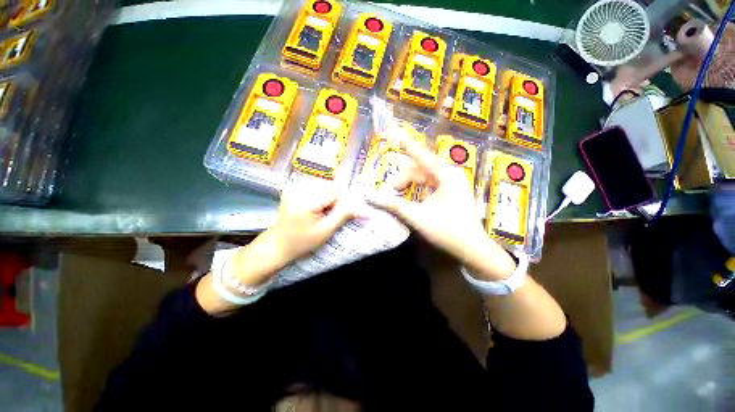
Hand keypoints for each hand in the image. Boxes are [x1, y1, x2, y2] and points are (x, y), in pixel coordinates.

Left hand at [229, 184, 356, 285]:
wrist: (278, 245)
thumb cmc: (302, 241)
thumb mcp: (325, 231)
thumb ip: (343, 215)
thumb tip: (361, 206)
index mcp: (305, 201)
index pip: (333, 193)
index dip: (337, 205)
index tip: (331, 217)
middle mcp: (297, 189)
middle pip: (327, 187)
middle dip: (331, 200)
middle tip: (323, 216)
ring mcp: (293, 188)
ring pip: (321, 186)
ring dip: (324, 198)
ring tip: (316, 213)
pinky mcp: (291, 189)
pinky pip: (313, 187)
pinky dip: (317, 196)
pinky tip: (310, 208)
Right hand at [367, 135, 515, 280]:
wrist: (471, 248)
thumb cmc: (447, 231)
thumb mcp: (417, 217)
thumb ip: (394, 205)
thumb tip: (372, 197)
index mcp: (446, 176)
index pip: (422, 156)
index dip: (407, 145)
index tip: (395, 133)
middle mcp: (450, 174)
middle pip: (420, 169)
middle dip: (402, 178)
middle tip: (389, 191)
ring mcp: (452, 183)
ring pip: (424, 176)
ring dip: (409, 184)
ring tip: (395, 193)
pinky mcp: (450, 191)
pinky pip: (429, 184)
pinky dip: (417, 189)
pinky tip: (409, 196)